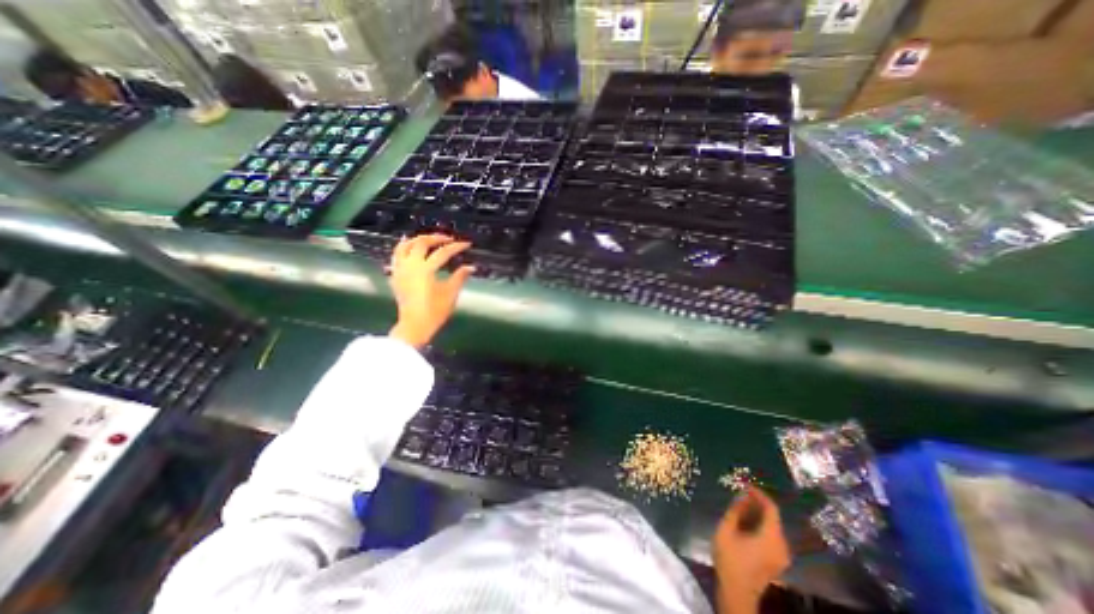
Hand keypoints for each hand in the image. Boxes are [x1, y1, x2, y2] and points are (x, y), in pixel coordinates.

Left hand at [387, 236, 472, 348]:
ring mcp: (400, 270)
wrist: (414, 326)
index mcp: (425, 270)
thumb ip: (460, 277)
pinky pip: (397, 255)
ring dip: (418, 239)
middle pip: (421, 243)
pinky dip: (404, 247)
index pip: (443, 252)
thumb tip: (471, 267)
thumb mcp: (450, 294)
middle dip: (436, 238)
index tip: (467, 244)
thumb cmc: (434, 311)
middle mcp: (410, 265)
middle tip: (449, 239)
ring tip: (428, 239)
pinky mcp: (395, 276)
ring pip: (405, 246)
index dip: (456, 247)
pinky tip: (409, 246)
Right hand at [715, 487, 790, 610]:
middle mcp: (782, 545)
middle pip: (773, 517)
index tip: (745, 484)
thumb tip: (742, 495)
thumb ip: (735, 511)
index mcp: (771, 537)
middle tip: (740, 493)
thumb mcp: (726, 529)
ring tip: (740, 505)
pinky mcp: (777, 560)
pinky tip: (746, 521)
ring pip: (772, 526)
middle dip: (757, 503)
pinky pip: (772, 535)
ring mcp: (782, 555)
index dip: (759, 494)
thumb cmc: (730, 559)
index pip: (771, 508)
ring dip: (758, 513)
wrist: (737, 592)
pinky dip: (760, 524)